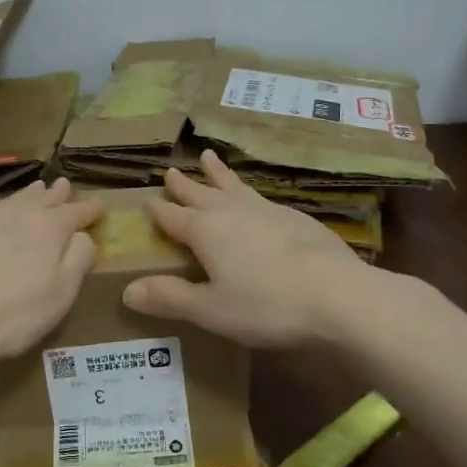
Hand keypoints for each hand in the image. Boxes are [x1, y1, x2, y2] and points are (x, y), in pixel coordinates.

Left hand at [0, 176, 100, 368]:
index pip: (76, 214)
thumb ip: (78, 260)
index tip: (99, 206)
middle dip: (58, 195)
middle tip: (66, 186)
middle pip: (44, 200)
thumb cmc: (12, 317)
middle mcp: (20, 214)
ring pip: (14, 197)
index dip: (89, 210)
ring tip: (39, 185)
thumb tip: (83, 235)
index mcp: (50, 230)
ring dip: (29, 192)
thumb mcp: (61, 295)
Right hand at [123, 150, 368, 348]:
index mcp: (206, 231)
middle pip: (202, 194)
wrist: (339, 295)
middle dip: (185, 184)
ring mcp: (267, 211)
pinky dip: (249, 191)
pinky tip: (256, 198)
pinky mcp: (297, 218)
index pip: (173, 217)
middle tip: (171, 169)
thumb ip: (170, 297)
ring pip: (234, 187)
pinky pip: (261, 197)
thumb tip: (127, 290)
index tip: (147, 200)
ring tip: (210, 157)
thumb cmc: (267, 305)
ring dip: (218, 174)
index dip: (159, 210)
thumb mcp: (211, 310)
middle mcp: (233, 212)